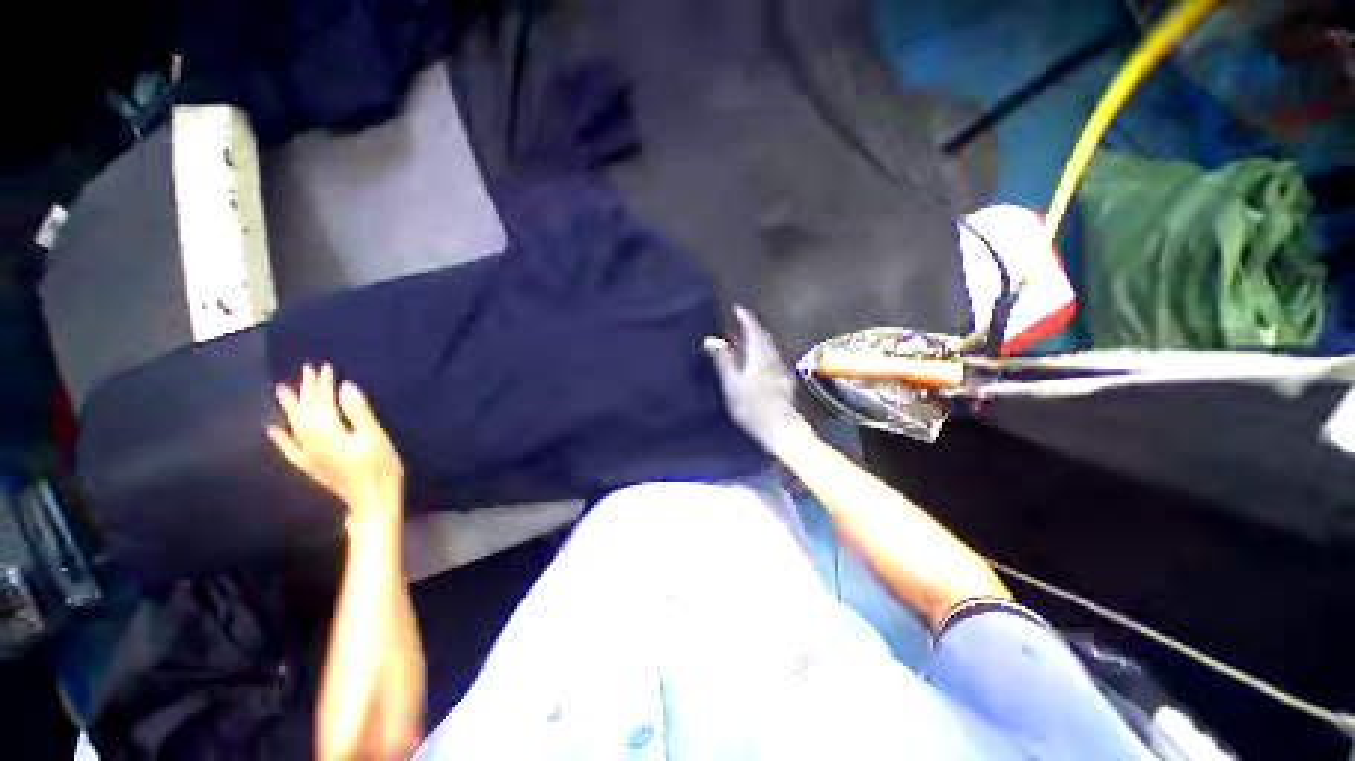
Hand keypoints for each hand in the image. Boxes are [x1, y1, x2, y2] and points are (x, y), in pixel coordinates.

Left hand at [268, 363, 403, 517]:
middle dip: (306, 390)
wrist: (372, 499)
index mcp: (328, 432)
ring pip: (294, 425)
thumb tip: (345, 388)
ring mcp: (307, 455)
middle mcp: (311, 441)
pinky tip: (273, 429)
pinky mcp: (310, 465)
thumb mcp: (375, 437)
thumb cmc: (379, 467)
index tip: (325, 367)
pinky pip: (289, 449)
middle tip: (307, 370)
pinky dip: (280, 438)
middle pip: (306, 411)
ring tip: (282, 389)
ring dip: (289, 407)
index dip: (323, 384)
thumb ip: (358, 412)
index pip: (323, 402)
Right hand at [704, 306, 807, 450]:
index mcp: (758, 353)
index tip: (737, 309)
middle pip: (762, 336)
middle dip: (750, 329)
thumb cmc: (751, 405)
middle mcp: (772, 356)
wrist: (779, 427)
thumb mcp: (731, 383)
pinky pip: (772, 357)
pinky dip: (763, 353)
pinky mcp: (784, 378)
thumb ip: (723, 360)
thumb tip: (713, 339)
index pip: (752, 328)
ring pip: (768, 347)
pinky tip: (757, 362)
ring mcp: (780, 367)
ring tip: (745, 343)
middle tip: (737, 327)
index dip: (745, 317)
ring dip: (757, 341)